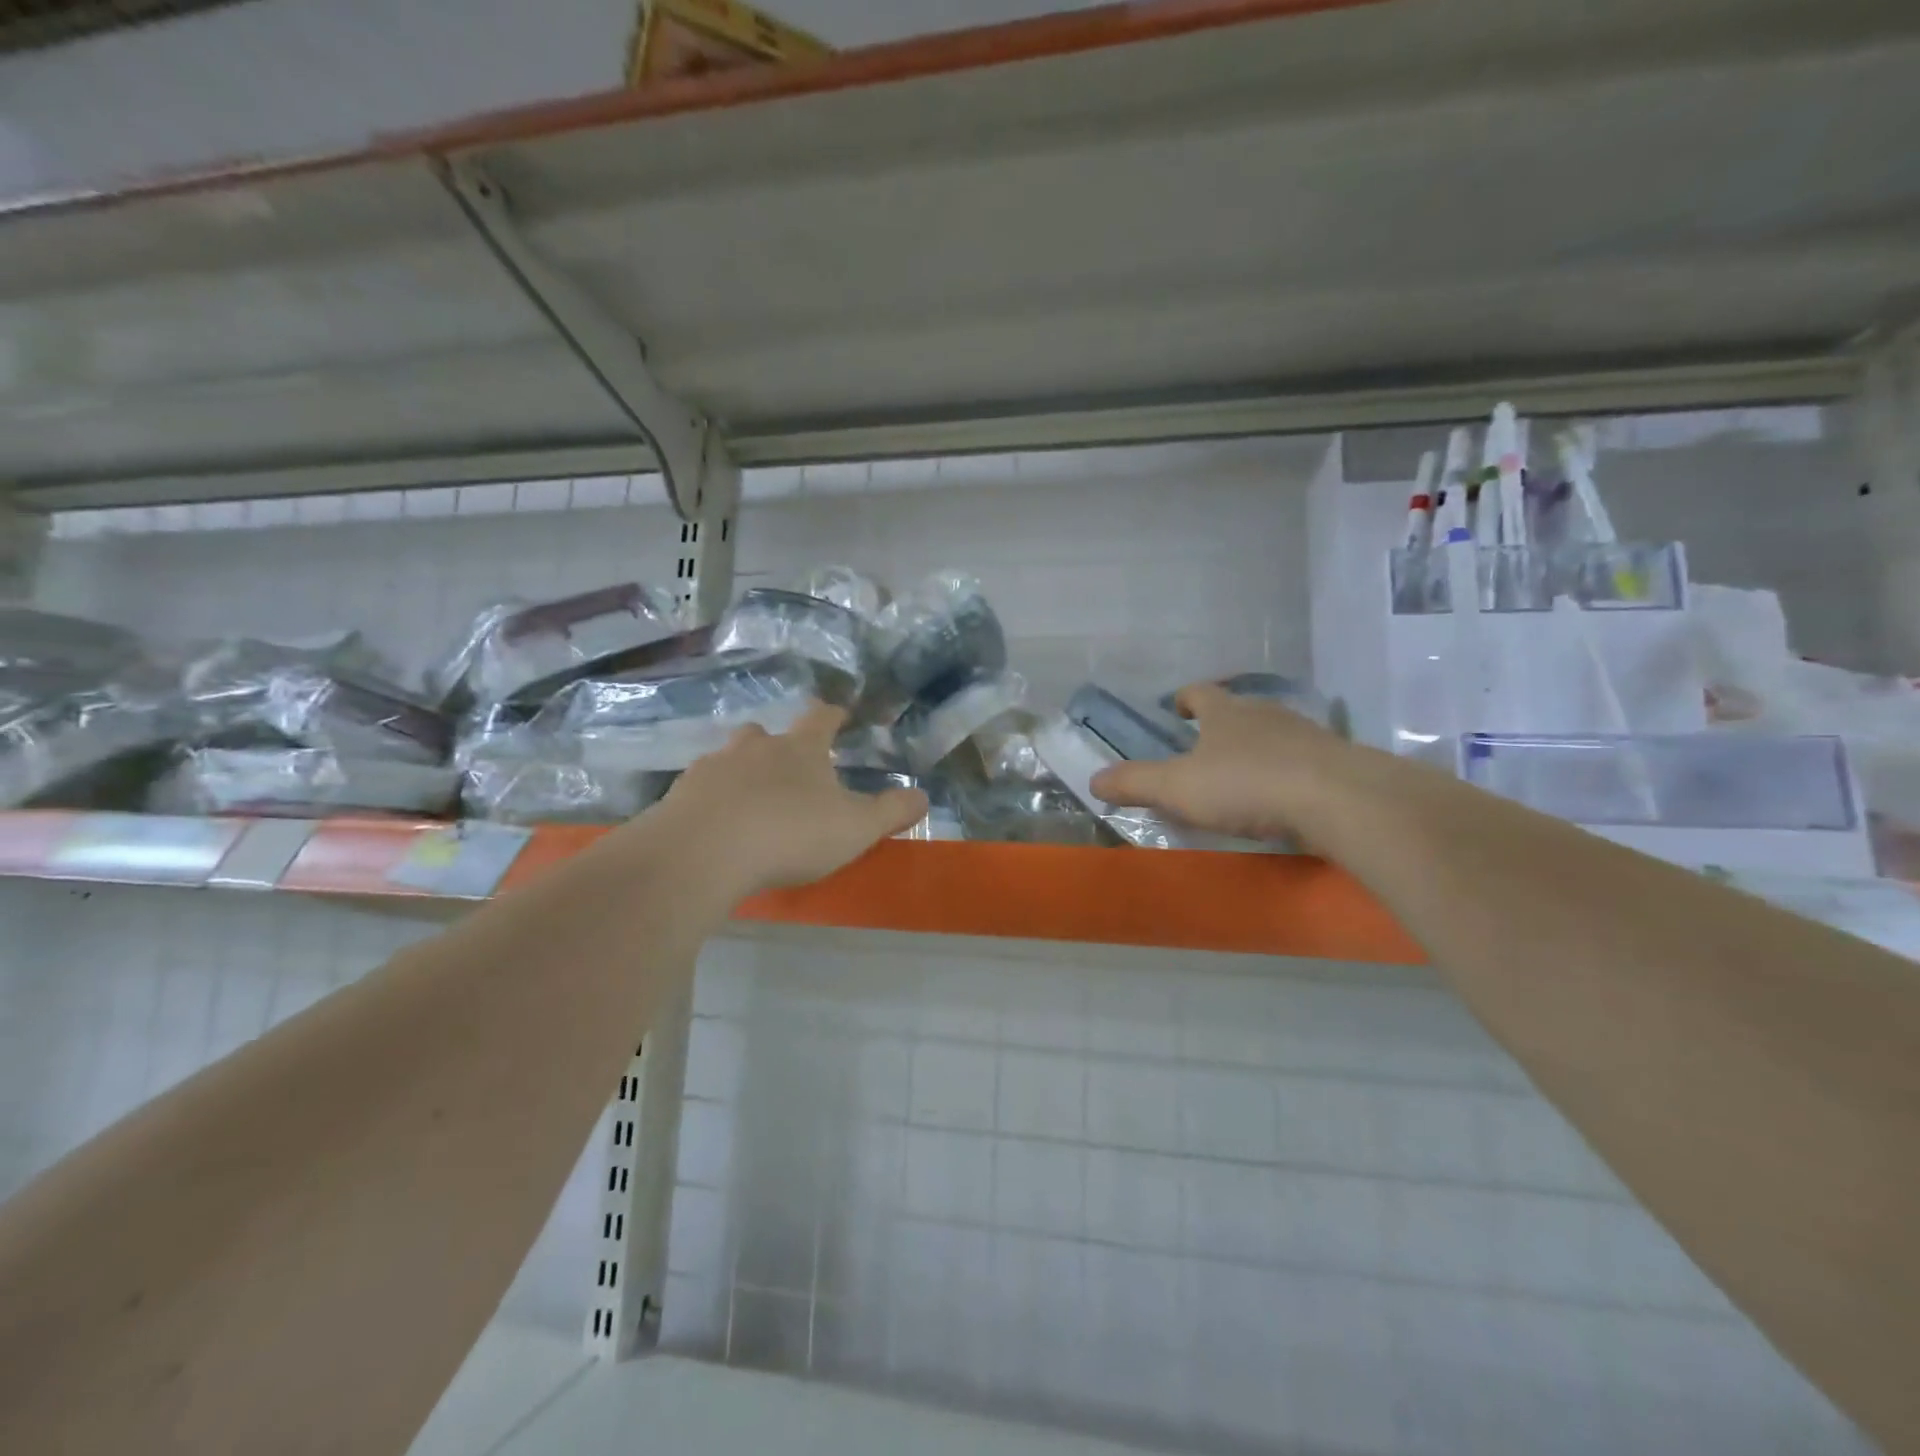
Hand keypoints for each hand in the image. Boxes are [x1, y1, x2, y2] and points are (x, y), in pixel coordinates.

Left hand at [648, 702, 929, 896]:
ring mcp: (712, 769)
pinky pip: (701, 790)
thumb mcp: (856, 828)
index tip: (839, 714)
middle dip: (777, 744)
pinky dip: (713, 801)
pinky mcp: (679, 796)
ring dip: (742, 772)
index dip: (833, 715)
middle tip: (788, 767)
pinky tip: (717, 827)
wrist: (703, 853)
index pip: (821, 718)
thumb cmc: (790, 834)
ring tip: (750, 801)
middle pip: (765, 733)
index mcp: (800, 749)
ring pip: (730, 759)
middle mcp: (754, 748)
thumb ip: (892, 811)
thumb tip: (923, 796)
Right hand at [1088, 682, 1356, 844]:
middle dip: (1221, 724)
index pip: (1201, 693)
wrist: (1339, 799)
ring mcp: (1307, 736)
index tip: (1177, 708)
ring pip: (1274, 734)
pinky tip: (1283, 797)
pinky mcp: (1337, 763)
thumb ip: (1135, 783)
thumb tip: (1094, 780)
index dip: (1185, 698)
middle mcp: (1266, 714)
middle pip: (1239, 710)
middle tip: (1204, 745)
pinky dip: (1287, 773)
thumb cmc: (1247, 784)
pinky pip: (1302, 761)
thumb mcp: (1177, 787)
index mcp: (1226, 713)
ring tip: (1243, 774)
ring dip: (1256, 748)